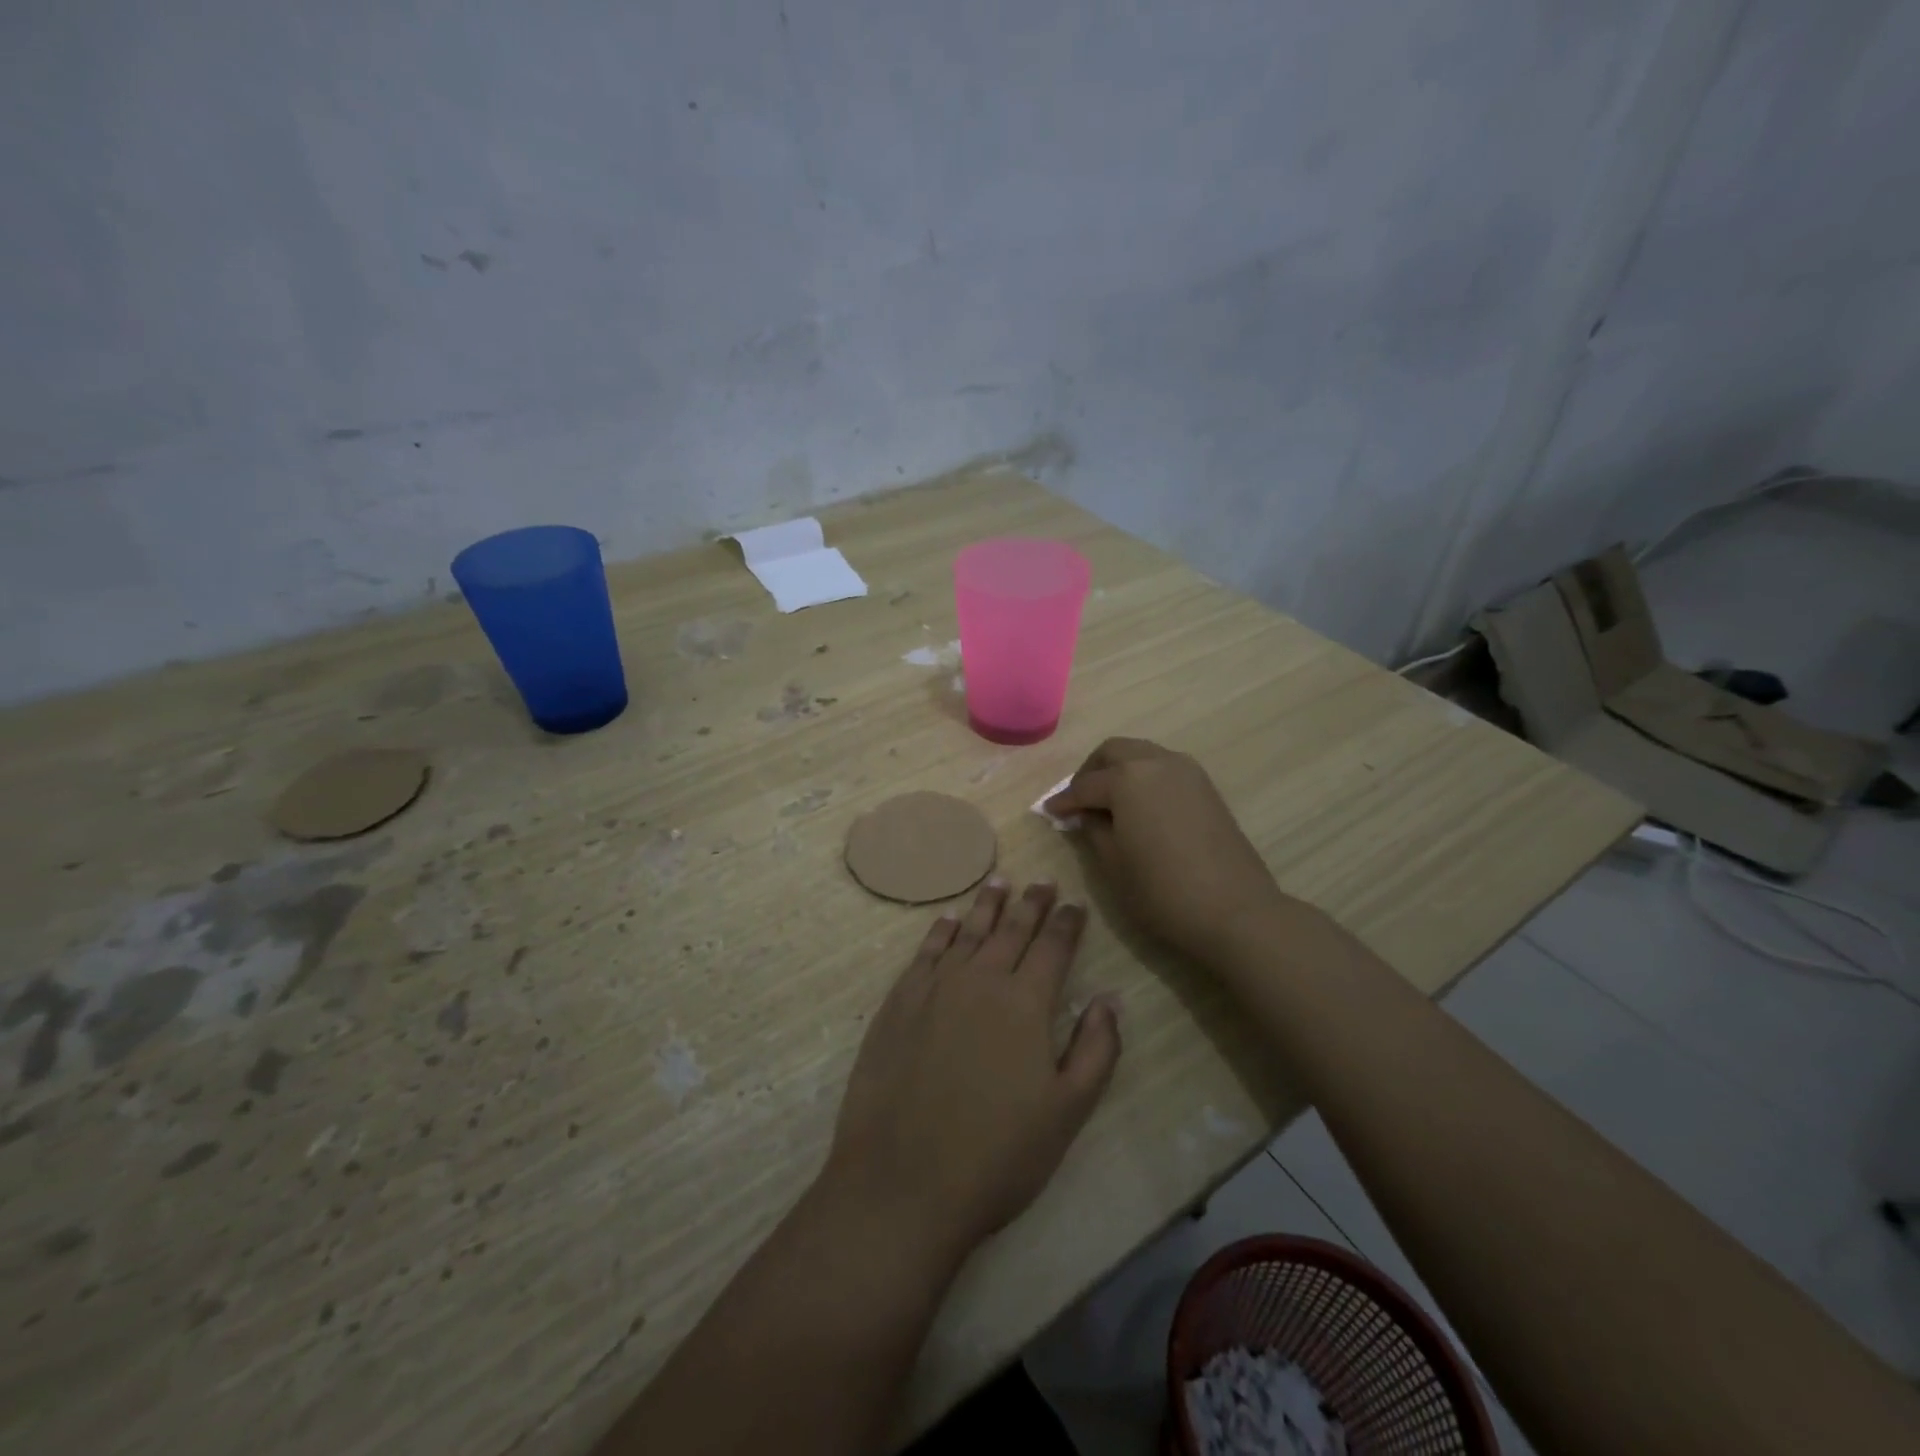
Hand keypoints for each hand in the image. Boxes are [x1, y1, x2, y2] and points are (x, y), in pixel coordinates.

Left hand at [823, 880, 1121, 1261]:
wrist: (902, 1180)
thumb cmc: (996, 1155)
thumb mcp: (1066, 1112)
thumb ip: (1096, 1050)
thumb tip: (1109, 998)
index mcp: (1025, 1003)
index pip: (1053, 947)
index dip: (1067, 923)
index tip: (1075, 904)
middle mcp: (981, 980)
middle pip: (1011, 929)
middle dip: (1031, 903)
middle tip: (1041, 881)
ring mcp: (934, 988)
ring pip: (967, 932)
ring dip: (987, 906)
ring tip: (999, 882)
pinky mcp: (898, 1002)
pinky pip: (926, 952)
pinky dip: (941, 930)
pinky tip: (948, 920)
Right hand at [1046, 737, 1285, 962]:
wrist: (1235, 910)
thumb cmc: (1162, 891)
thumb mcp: (1113, 864)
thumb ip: (1093, 830)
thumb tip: (1085, 815)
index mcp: (1127, 779)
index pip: (1085, 785)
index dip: (1064, 801)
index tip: (1050, 813)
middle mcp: (1157, 763)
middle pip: (1114, 752)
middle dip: (1091, 772)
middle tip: (1079, 800)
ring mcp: (1187, 772)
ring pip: (1142, 755)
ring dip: (1120, 770)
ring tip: (1108, 803)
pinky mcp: (1207, 788)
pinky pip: (1165, 769)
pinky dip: (1145, 778)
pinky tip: (1140, 808)